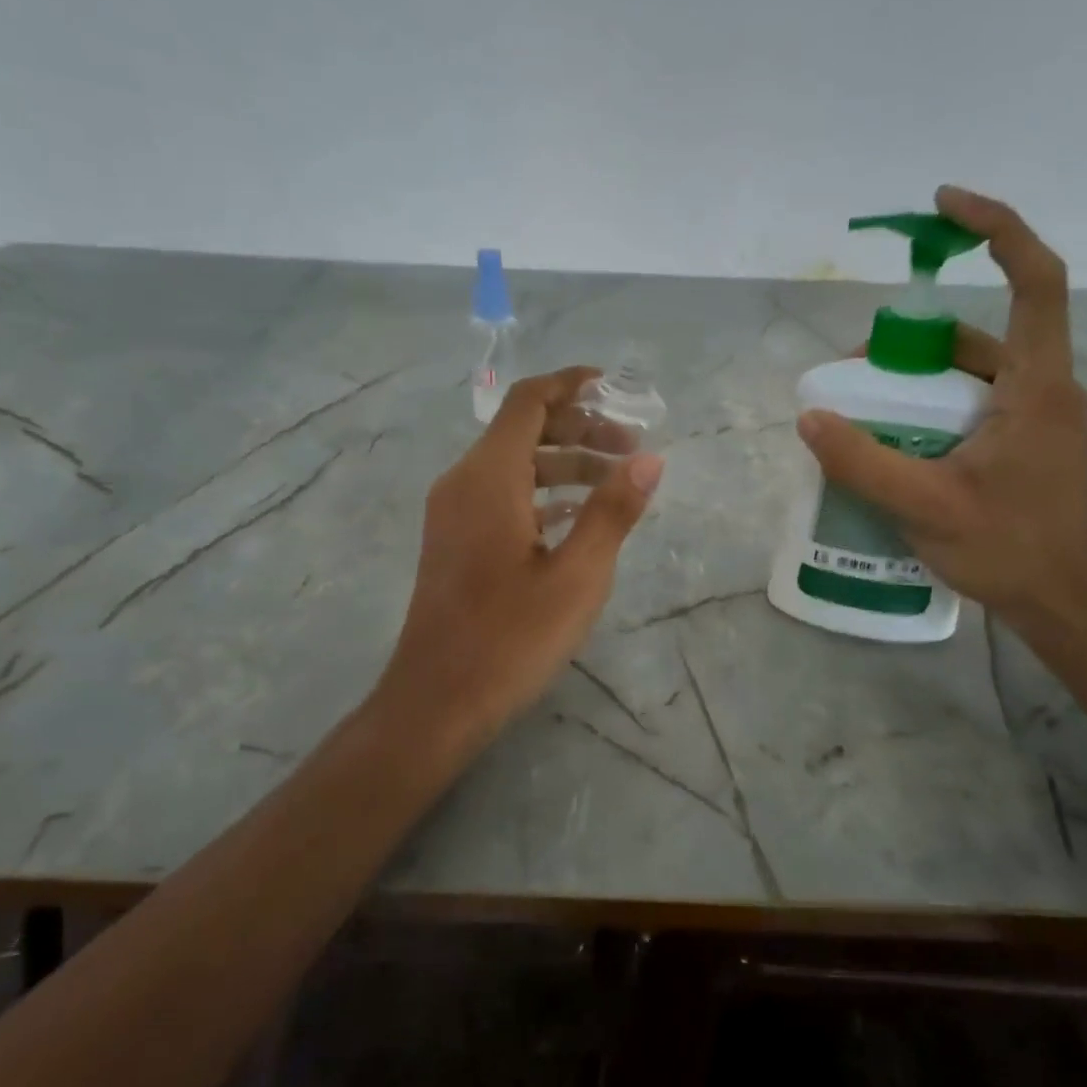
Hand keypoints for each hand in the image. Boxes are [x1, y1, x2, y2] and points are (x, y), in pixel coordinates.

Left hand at [376, 367, 664, 755]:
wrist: (437, 701)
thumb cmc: (510, 638)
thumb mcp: (577, 575)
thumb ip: (613, 511)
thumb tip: (650, 458)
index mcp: (489, 477)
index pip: (529, 402)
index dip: (571, 384)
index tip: (616, 387)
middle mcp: (463, 482)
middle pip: (523, 429)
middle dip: (580, 428)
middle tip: (632, 446)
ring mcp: (454, 513)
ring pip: (513, 465)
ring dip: (564, 463)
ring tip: (617, 481)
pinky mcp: (455, 540)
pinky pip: (502, 496)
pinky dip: (542, 492)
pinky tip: (577, 517)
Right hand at [796, 186, 1086, 632]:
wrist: (1065, 604)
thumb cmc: (1008, 549)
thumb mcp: (924, 505)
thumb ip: (862, 461)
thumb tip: (810, 417)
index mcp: (1037, 386)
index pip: (1036, 280)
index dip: (999, 228)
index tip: (946, 206)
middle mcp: (1045, 389)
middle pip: (982, 334)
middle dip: (916, 341)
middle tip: (856, 370)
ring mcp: (1037, 419)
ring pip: (973, 375)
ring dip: (918, 382)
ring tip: (863, 410)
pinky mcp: (1026, 445)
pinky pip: (973, 407)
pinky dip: (931, 411)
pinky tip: (895, 442)